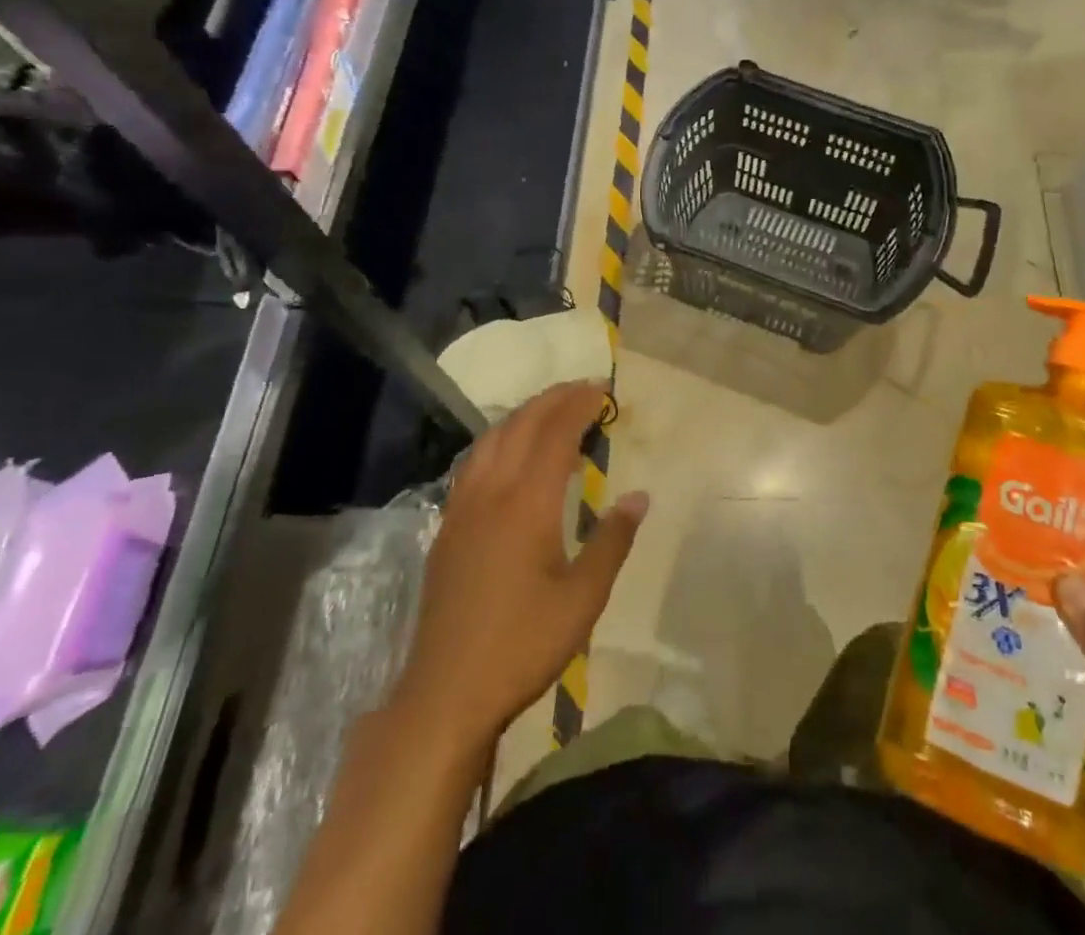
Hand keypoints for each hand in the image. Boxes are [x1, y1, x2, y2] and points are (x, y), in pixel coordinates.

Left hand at [394, 383, 646, 748]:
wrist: (445, 695)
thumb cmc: (522, 646)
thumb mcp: (583, 598)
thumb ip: (612, 541)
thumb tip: (639, 496)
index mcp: (526, 504)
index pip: (555, 434)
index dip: (579, 405)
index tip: (603, 390)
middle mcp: (490, 494)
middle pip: (521, 425)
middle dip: (553, 399)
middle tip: (584, 390)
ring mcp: (462, 509)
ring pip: (491, 440)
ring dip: (523, 415)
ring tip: (551, 410)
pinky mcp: (447, 529)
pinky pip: (474, 462)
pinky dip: (499, 440)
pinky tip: (509, 454)